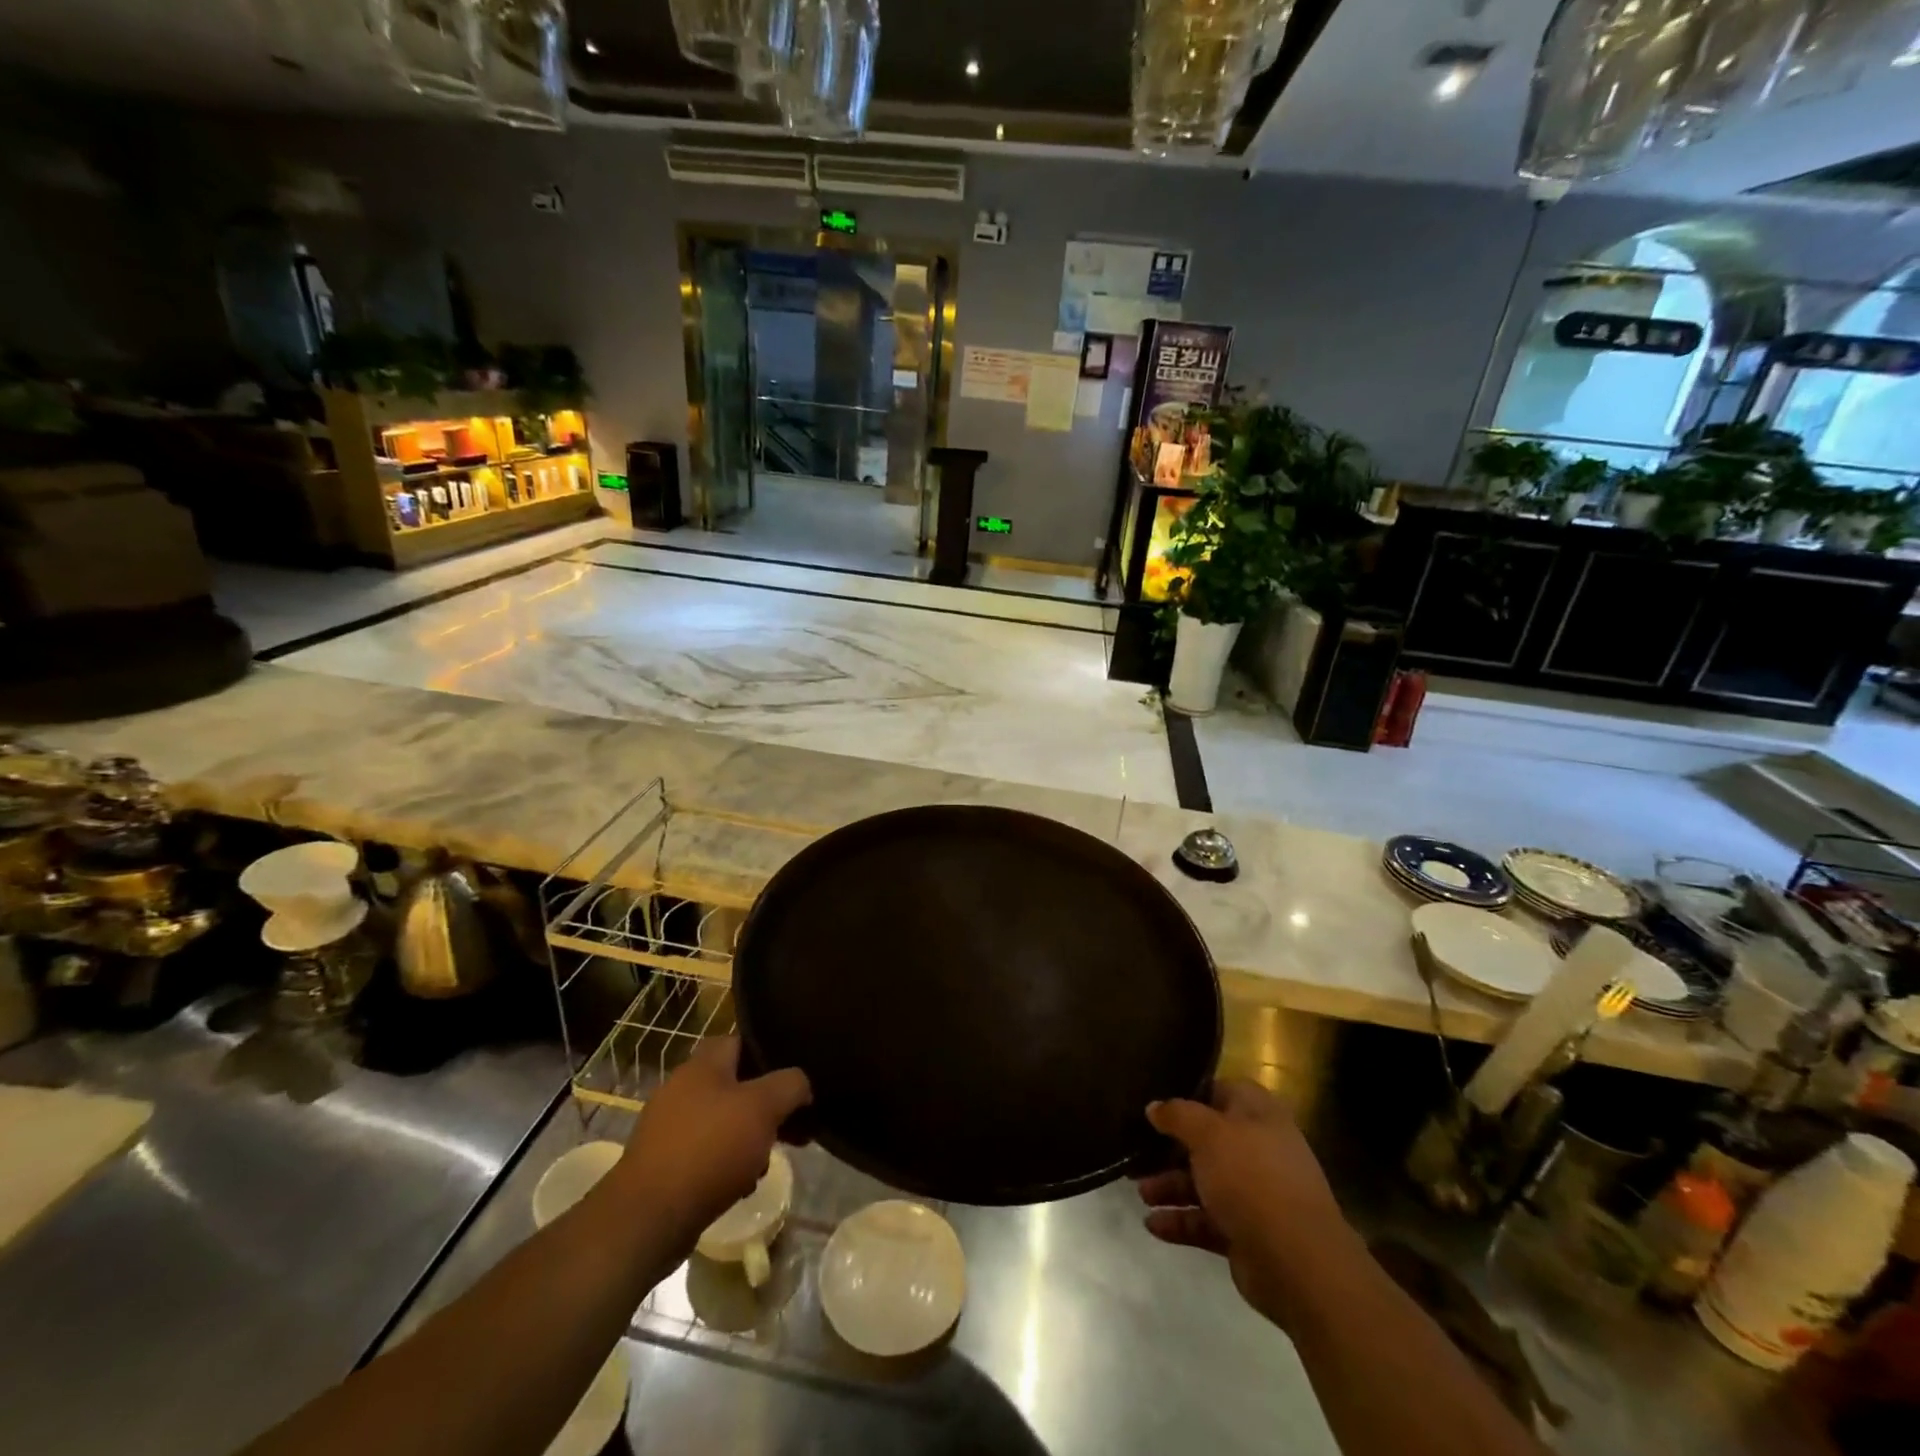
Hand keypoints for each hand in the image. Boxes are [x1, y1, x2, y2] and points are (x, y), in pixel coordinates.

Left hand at [615, 1037, 810, 1247]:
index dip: (769, 1054)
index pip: (740, 1041)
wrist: (648, 1218)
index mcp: (701, 1065)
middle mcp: (681, 1088)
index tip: (793, 1078)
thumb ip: (790, 1085)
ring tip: (764, 1164)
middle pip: (735, 1086)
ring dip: (748, 1139)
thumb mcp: (764, 1107)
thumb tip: (802, 1084)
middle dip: (764, 1107)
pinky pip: (705, 1153)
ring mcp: (668, 1127)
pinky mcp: (662, 1163)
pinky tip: (739, 1187)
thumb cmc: (709, 1149)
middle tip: (789, 1127)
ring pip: (722, 1122)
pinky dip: (725, 1165)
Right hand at [1137, 1079, 1357, 1328]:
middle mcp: (1258, 1149)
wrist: (1298, 1262)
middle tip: (1136, 1152)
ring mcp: (1255, 1193)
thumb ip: (1178, 1115)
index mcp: (1258, 1114)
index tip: (1156, 1104)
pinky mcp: (1247, 1233)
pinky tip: (1153, 1225)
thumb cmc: (1252, 1178)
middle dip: (1169, 1148)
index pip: (1220, 1091)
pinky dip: (1180, 1221)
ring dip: (1170, 1186)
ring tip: (1141, 1193)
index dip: (1188, 1095)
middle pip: (1206, 1141)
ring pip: (1204, 1182)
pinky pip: (1206, 1220)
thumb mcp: (1208, 1134)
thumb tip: (1154, 1107)